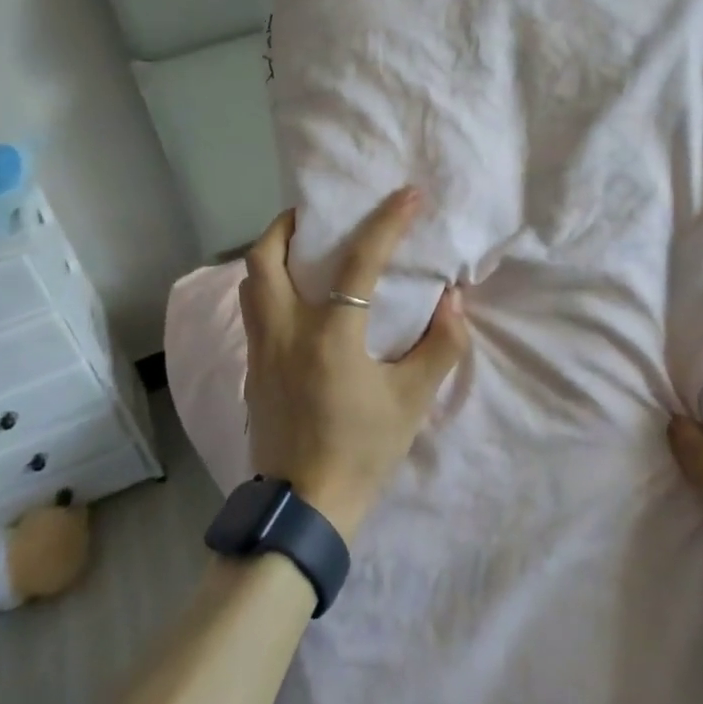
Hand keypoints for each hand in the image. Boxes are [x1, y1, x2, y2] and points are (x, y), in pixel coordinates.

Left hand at [240, 187, 469, 539]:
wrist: (304, 508)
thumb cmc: (362, 450)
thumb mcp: (413, 400)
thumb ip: (440, 345)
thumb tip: (452, 301)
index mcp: (329, 335)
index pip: (358, 262)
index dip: (387, 222)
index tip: (407, 195)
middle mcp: (284, 331)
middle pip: (266, 257)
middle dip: (288, 225)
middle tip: (316, 217)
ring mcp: (260, 351)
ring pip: (250, 283)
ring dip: (272, 255)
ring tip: (302, 251)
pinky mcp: (252, 372)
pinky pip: (252, 312)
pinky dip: (268, 289)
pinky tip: (295, 303)